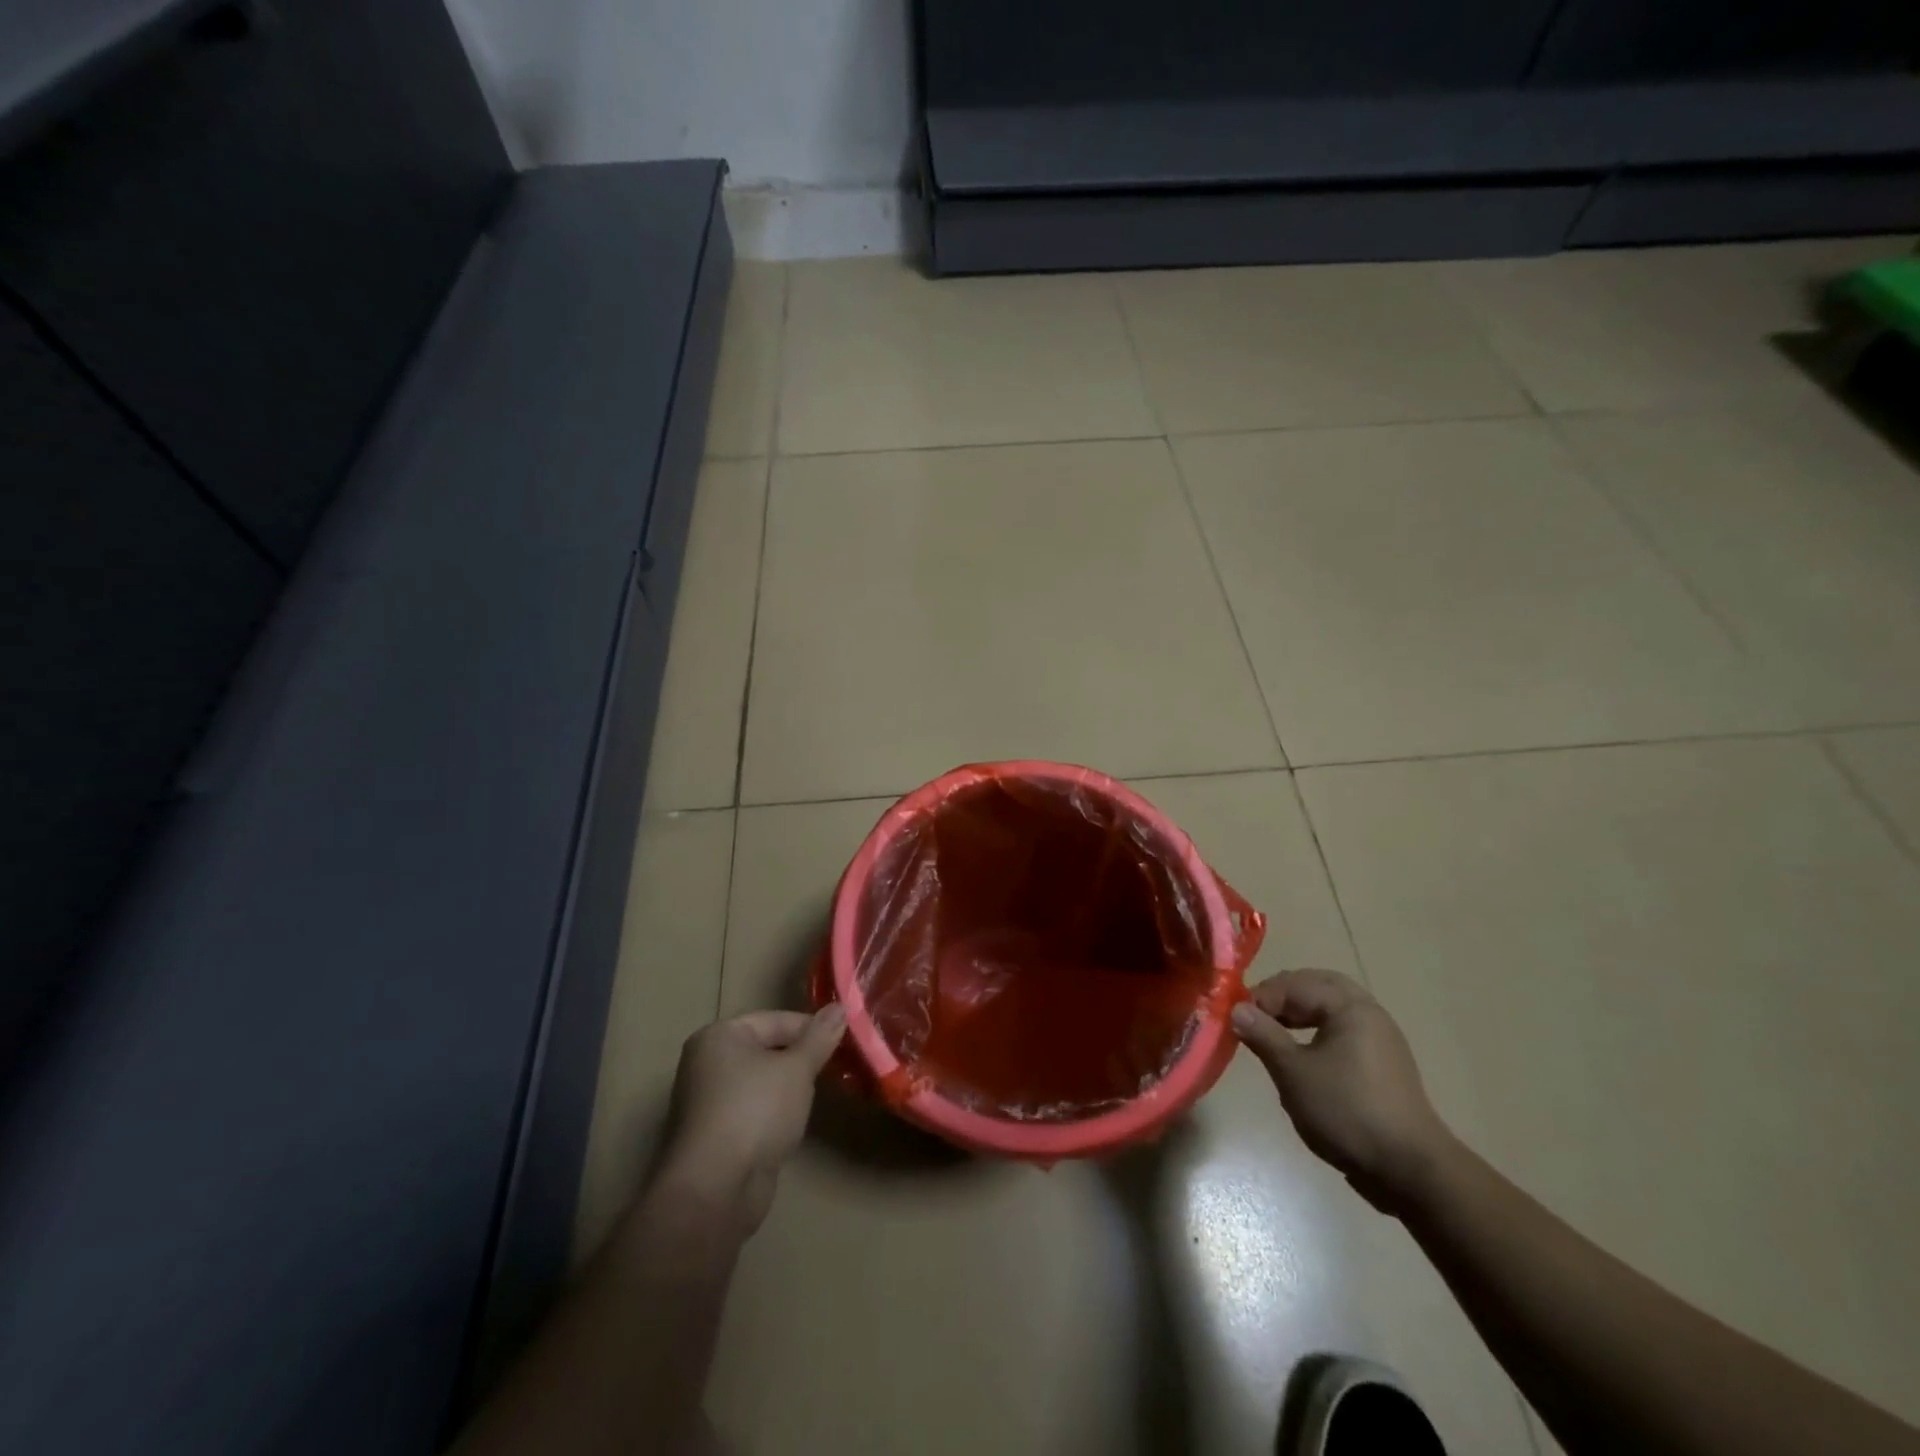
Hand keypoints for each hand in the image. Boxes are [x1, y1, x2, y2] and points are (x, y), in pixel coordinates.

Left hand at [658, 1006, 846, 1236]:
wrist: (716, 1190)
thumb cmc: (755, 1111)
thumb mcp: (797, 1068)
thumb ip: (820, 1037)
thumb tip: (840, 1006)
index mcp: (719, 1037)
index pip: (775, 1020)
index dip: (811, 1028)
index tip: (843, 1039)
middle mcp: (708, 1064)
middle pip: (767, 1049)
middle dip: (801, 1058)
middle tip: (836, 1066)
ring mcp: (709, 1102)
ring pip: (762, 1082)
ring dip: (790, 1087)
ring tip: (819, 1093)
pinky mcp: (716, 1136)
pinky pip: (755, 1110)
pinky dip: (776, 1113)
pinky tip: (795, 1123)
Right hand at [1231, 970, 1454, 1214]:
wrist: (1410, 1170)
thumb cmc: (1347, 1112)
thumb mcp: (1294, 1072)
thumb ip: (1263, 1035)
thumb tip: (1235, 1009)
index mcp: (1350, 1006)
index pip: (1294, 984)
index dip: (1261, 998)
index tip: (1236, 1021)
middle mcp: (1369, 1013)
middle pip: (1316, 986)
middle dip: (1282, 997)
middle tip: (1255, 1017)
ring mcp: (1380, 1039)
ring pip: (1330, 1008)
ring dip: (1298, 1013)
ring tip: (1273, 1035)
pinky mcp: (1382, 1064)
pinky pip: (1342, 1031)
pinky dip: (1316, 1032)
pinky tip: (1302, 1058)